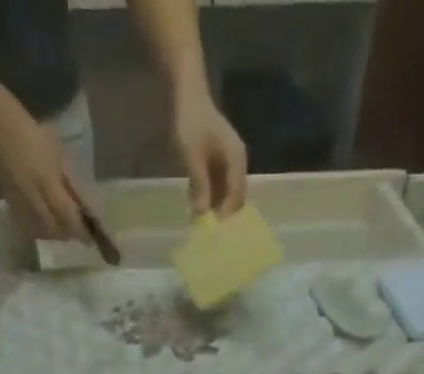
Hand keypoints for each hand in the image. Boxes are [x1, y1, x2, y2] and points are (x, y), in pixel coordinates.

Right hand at [0, 86, 86, 239]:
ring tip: (63, 229)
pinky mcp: (11, 203)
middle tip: (78, 232)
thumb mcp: (56, 151)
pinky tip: (46, 224)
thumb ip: (68, 179)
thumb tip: (81, 202)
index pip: (68, 214)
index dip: (80, 228)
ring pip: (42, 230)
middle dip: (68, 233)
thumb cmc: (30, 131)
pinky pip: (29, 225)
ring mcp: (20, 202)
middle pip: (55, 228)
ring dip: (55, 233)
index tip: (91, 235)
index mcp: (47, 180)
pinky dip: (41, 229)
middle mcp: (34, 196)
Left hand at [171, 86, 247, 216]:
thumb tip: (201, 214)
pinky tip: (195, 205)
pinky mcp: (218, 163)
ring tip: (199, 221)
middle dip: (222, 213)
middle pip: (234, 197)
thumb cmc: (190, 122)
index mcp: (236, 159)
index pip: (237, 194)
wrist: (186, 93)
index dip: (226, 213)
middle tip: (207, 230)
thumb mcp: (192, 157)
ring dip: (214, 206)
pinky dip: (208, 196)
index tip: (213, 229)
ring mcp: (228, 163)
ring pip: (225, 193)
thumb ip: (199, 186)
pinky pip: (217, 186)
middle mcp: (237, 163)